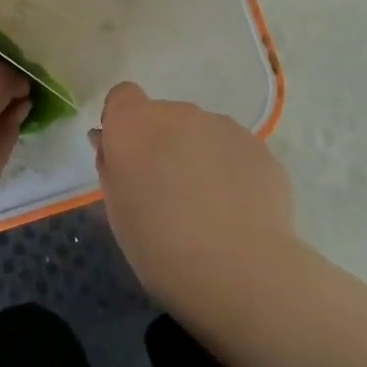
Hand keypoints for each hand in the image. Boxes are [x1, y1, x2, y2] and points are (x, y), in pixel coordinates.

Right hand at [94, 82, 297, 313]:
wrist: (239, 270)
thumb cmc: (159, 245)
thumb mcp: (117, 210)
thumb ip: (111, 166)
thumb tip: (107, 140)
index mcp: (134, 123)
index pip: (123, 96)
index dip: (123, 123)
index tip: (128, 158)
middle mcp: (178, 113)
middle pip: (164, 117)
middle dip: (164, 144)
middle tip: (168, 194)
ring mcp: (223, 126)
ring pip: (202, 133)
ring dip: (199, 156)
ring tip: (208, 209)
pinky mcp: (258, 148)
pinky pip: (234, 152)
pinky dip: (231, 172)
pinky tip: (237, 213)